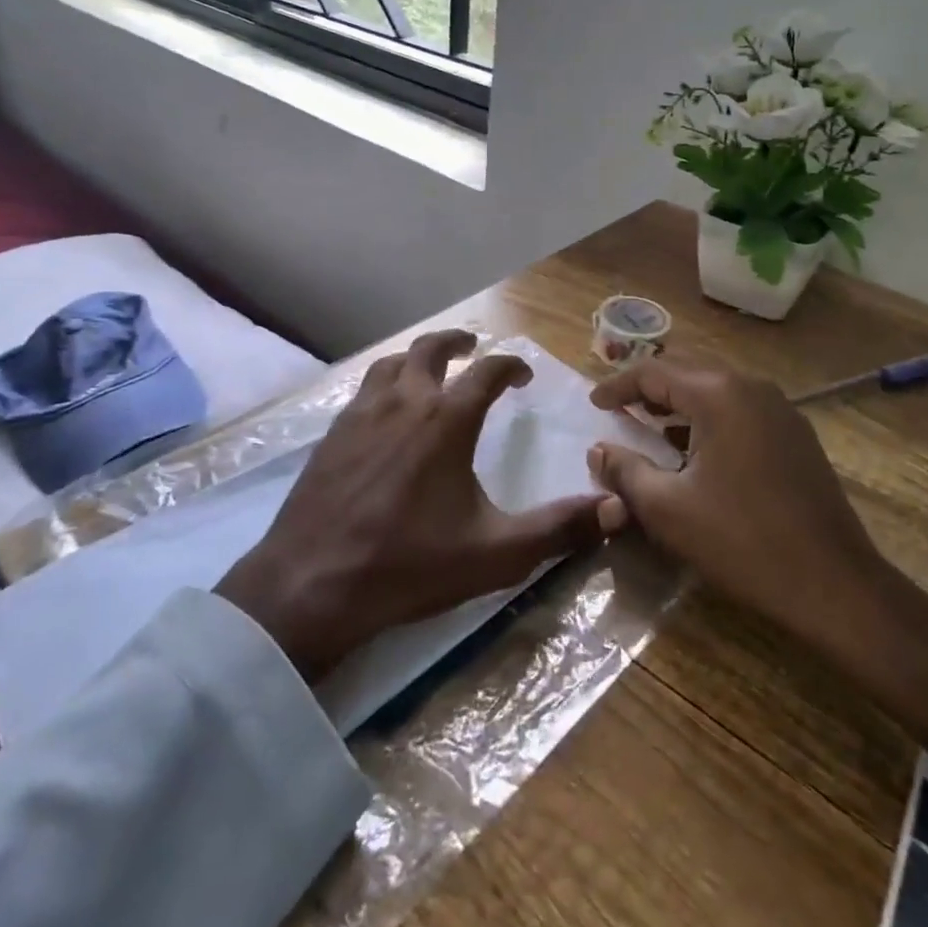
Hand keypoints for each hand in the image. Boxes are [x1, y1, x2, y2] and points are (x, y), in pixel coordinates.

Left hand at [217, 329, 614, 682]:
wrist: (312, 584)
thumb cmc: (409, 565)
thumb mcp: (496, 553)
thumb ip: (558, 530)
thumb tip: (615, 510)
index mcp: (447, 419)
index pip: (488, 370)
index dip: (511, 365)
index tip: (523, 376)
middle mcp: (405, 401)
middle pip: (431, 349)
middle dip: (457, 342)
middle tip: (472, 348)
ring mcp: (362, 413)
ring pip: (392, 363)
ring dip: (416, 358)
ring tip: (429, 372)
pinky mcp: (332, 433)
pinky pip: (364, 389)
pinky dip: (385, 384)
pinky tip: (385, 411)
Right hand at [588, 354, 927, 777]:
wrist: (836, 585)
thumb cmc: (742, 541)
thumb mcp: (668, 508)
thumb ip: (625, 471)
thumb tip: (598, 450)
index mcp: (718, 394)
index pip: (654, 372)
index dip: (618, 386)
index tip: (594, 405)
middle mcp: (751, 387)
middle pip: (686, 374)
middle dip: (649, 391)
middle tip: (619, 412)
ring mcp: (780, 409)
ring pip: (715, 392)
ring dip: (679, 406)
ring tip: (651, 430)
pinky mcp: (796, 434)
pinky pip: (740, 411)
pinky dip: (709, 421)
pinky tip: (696, 452)